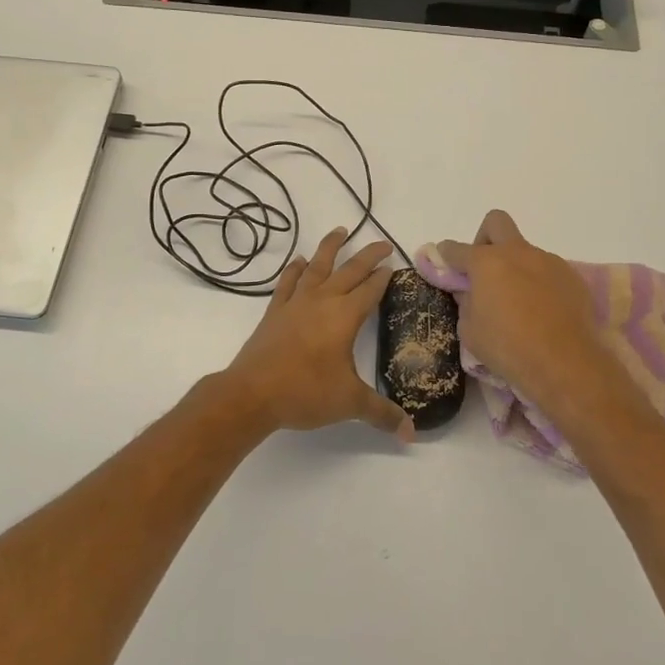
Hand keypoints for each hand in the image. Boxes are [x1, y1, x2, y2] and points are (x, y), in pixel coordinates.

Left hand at [219, 227, 412, 439]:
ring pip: (318, 266)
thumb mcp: (350, 403)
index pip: (371, 290)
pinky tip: (299, 261)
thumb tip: (412, 434)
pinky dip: (295, 269)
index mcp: (345, 316)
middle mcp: (323, 301)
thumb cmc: (305, 392)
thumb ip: (382, 414)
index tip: (394, 266)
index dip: (384, 278)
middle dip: (368, 256)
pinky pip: (288, 282)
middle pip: (350, 270)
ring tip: (341, 230)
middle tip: (383, 244)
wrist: (253, 392)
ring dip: (330, 247)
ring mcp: (296, 302)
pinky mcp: (276, 310)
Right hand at [433, 210, 635, 422]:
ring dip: (516, 268)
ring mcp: (548, 261)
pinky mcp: (572, 277)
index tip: (444, 266)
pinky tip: (542, 313)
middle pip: (496, 222)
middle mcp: (517, 252)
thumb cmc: (509, 348)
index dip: (445, 256)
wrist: (565, 364)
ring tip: (519, 304)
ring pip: (525, 251)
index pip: (455, 249)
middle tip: (485, 270)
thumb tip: (470, 292)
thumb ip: (466, 303)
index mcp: (486, 262)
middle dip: (485, 239)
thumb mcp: (470, 331)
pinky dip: (539, 284)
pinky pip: (548, 272)